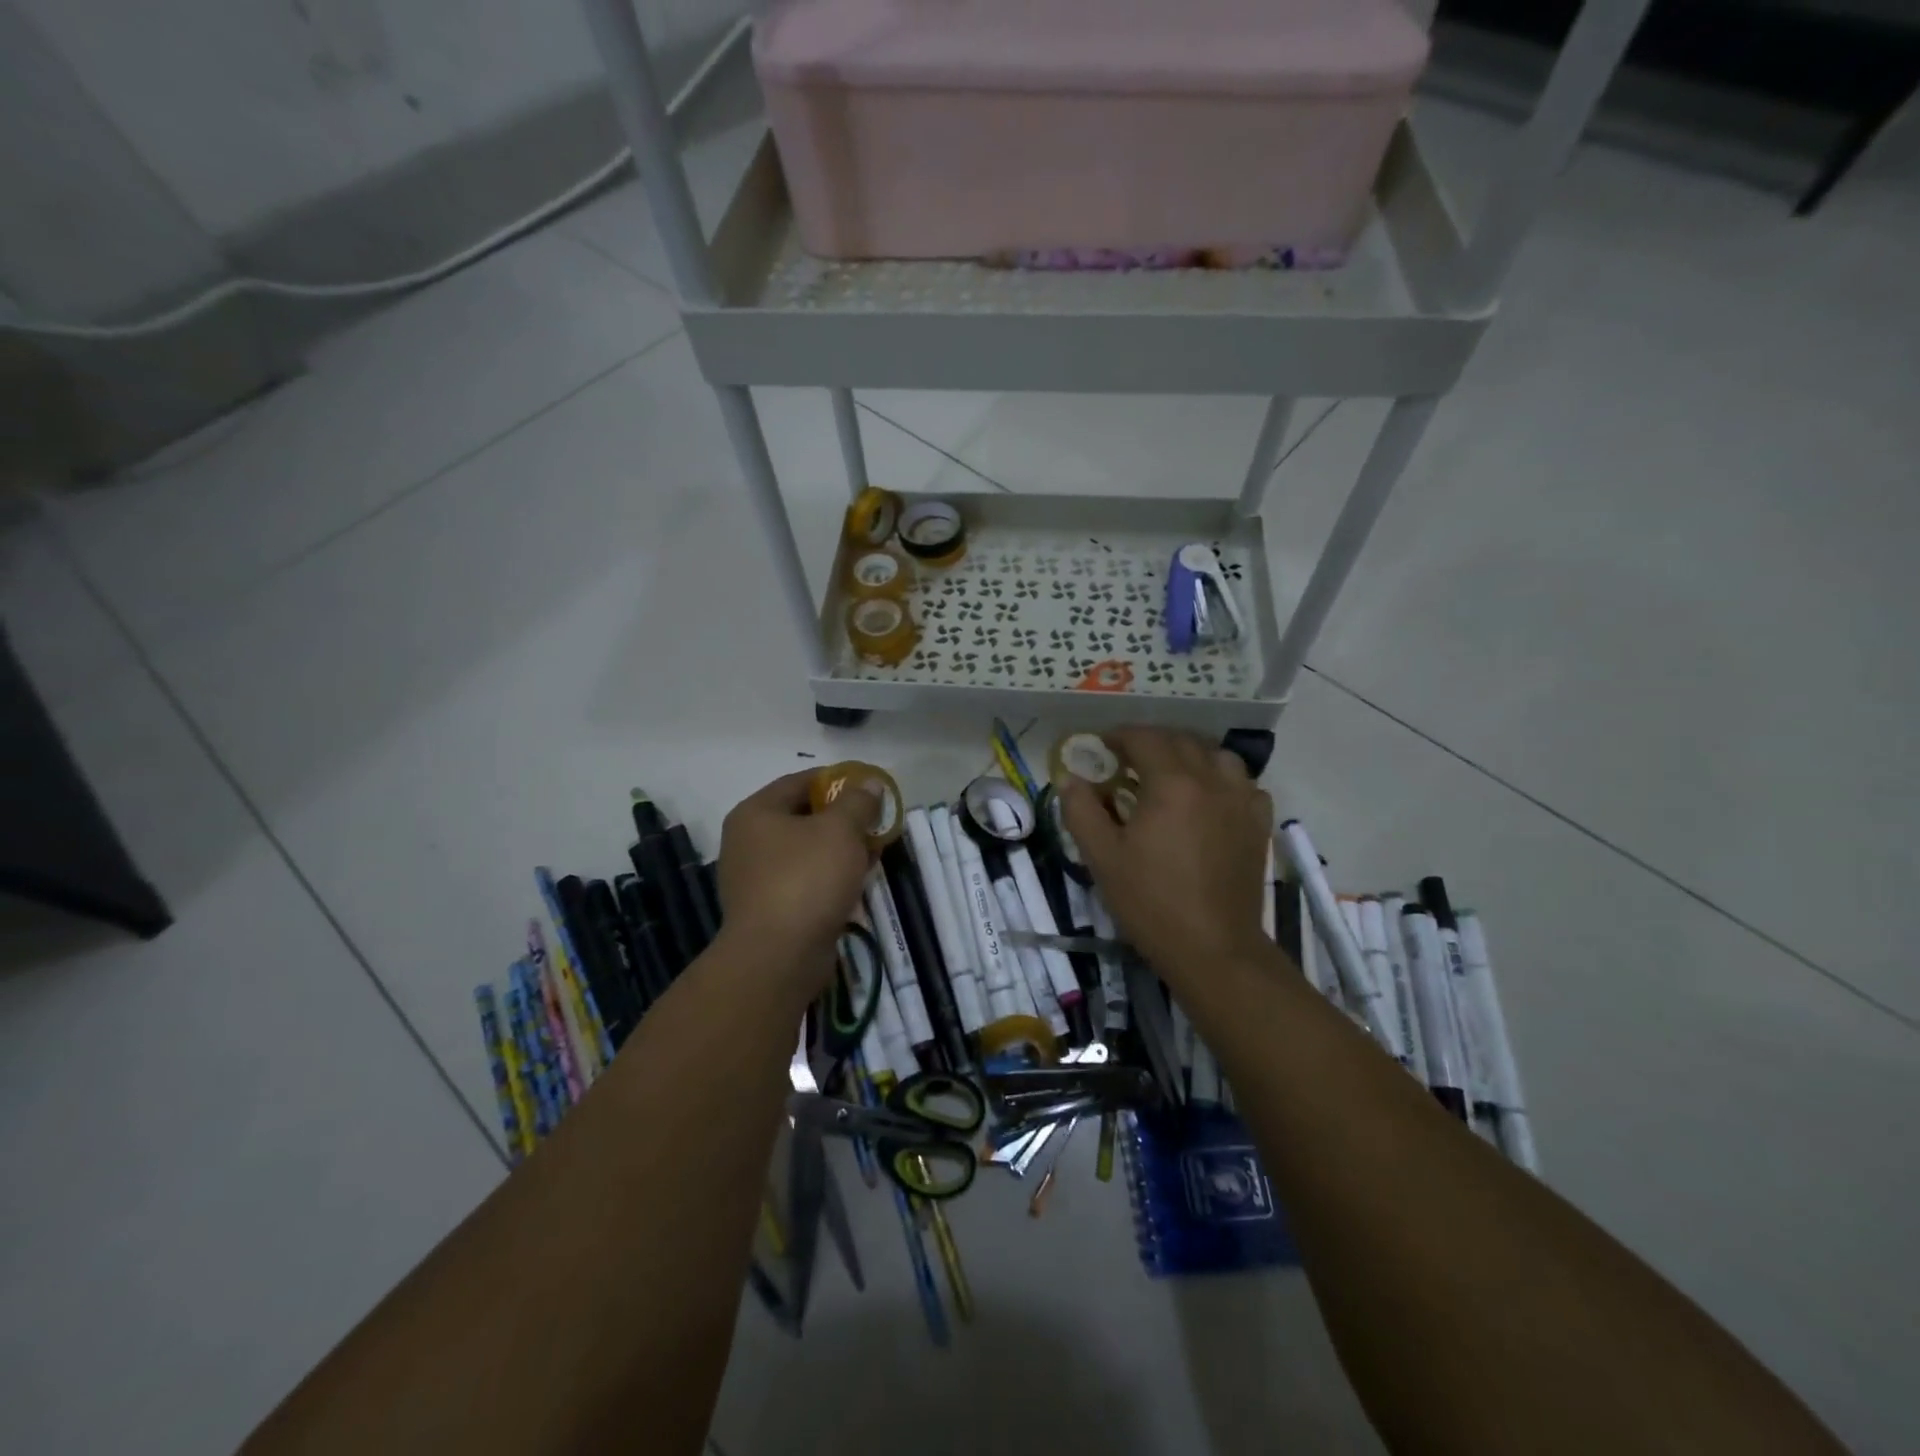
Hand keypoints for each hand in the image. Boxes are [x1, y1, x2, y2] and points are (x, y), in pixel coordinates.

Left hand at [715, 769, 878, 999]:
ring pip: (806, 852)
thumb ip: (858, 802)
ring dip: (839, 850)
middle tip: (876, 822)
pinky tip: (857, 883)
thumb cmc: (806, 879)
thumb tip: (869, 783)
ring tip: (873, 852)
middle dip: (843, 819)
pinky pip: (805, 881)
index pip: (800, 781)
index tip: (869, 788)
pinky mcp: (769, 909)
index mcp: (756, 813)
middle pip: (803, 817)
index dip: (837, 780)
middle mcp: (748, 841)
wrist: (778, 957)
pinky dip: (830, 878)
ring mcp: (755, 878)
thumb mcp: (840, 830)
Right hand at [1062, 727, 1272, 986]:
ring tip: (1171, 774)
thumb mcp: (1102, 857)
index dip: (1120, 736)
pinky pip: (1244, 784)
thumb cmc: (1151, 902)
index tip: (1102, 746)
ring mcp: (1242, 801)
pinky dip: (1222, 779)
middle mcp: (1211, 780)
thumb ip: (1081, 811)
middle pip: (1181, 741)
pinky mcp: (1258, 824)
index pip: (1144, 739)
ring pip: (1218, 756)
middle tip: (1128, 760)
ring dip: (1190, 755)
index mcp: (1171, 783)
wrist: (1213, 948)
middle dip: (1152, 742)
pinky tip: (1209, 799)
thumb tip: (1070, 779)